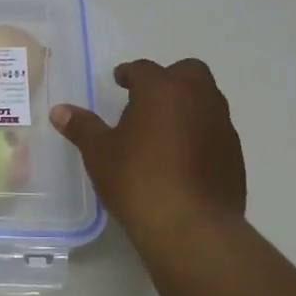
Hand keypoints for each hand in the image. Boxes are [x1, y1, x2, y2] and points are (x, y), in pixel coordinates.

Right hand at [50, 58, 246, 242]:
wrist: (191, 226)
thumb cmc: (137, 180)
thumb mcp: (100, 153)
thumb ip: (82, 127)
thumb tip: (59, 111)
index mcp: (162, 90)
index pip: (144, 69)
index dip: (129, 73)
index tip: (120, 81)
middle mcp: (198, 98)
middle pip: (188, 72)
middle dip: (169, 78)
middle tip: (147, 98)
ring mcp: (221, 126)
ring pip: (207, 100)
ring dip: (188, 105)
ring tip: (164, 129)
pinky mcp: (235, 154)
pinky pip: (216, 130)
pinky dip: (200, 133)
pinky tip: (184, 157)